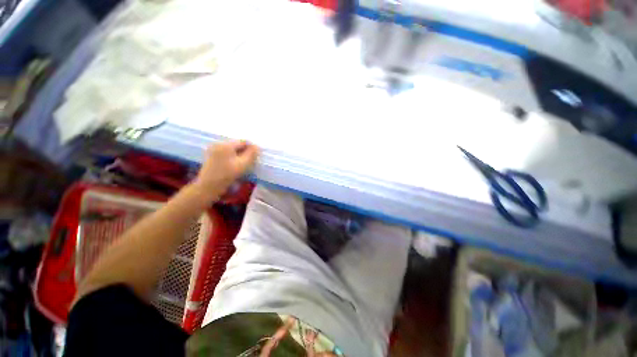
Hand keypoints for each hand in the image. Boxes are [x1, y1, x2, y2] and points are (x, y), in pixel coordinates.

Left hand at [193, 140, 259, 202]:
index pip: (243, 142)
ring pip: (232, 150)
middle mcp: (218, 144)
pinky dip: (232, 157)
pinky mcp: (211, 156)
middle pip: (237, 145)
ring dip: (239, 155)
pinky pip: (226, 153)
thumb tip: (257, 146)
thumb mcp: (243, 164)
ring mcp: (213, 149)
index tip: (256, 157)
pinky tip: (234, 166)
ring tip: (243, 165)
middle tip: (250, 162)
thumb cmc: (227, 175)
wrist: (208, 187)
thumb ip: (252, 154)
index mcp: (226, 144)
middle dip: (245, 152)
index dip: (252, 148)